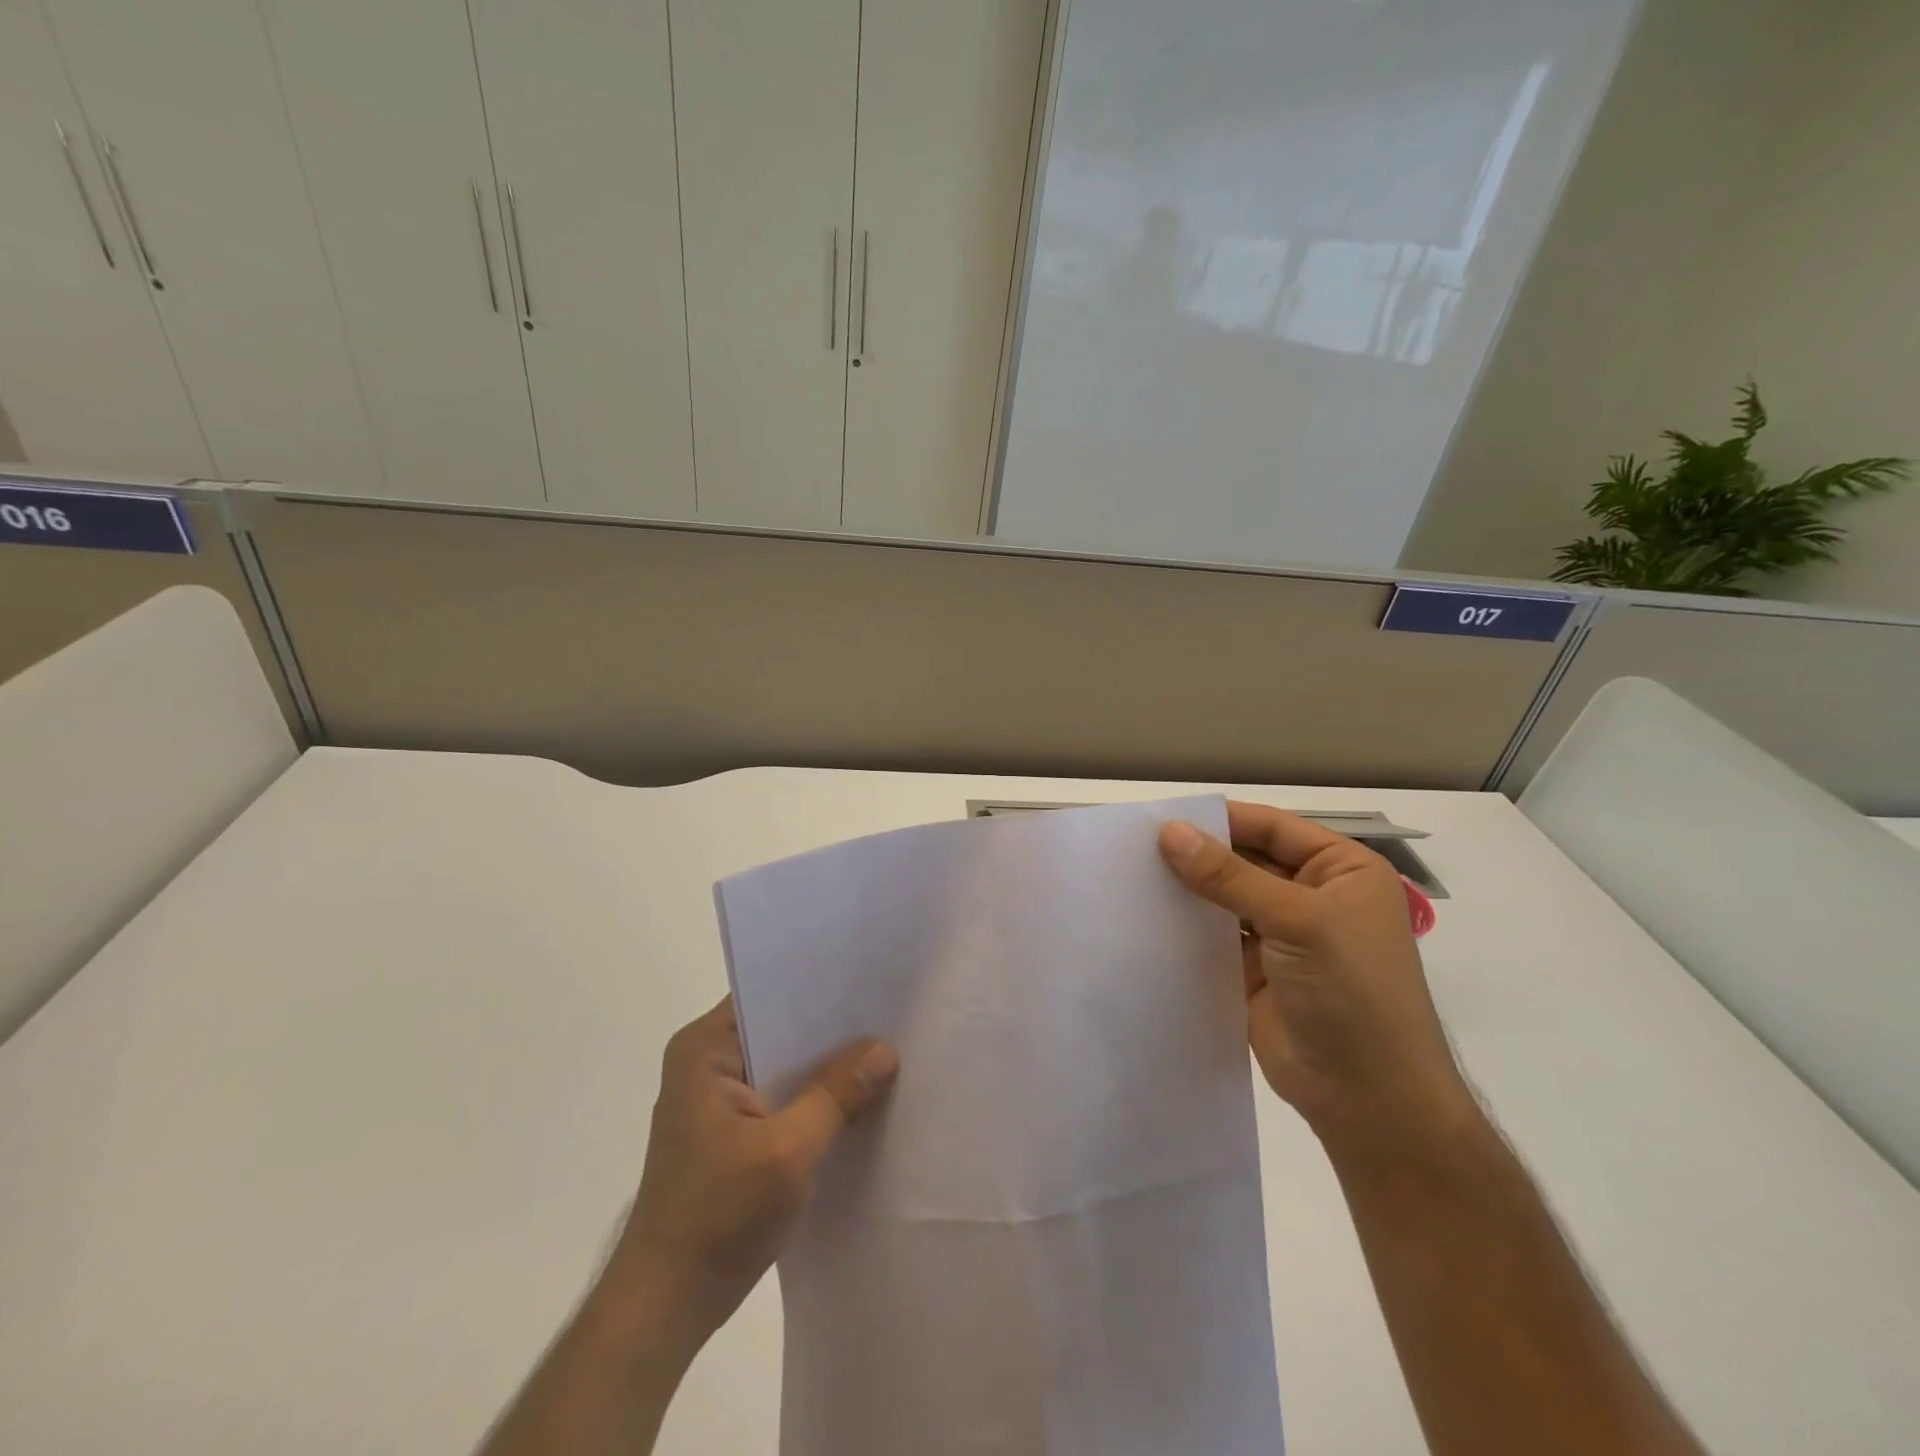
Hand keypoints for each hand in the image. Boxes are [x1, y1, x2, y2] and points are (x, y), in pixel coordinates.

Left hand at [601, 998, 899, 1345]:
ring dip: (825, 1066)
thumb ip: (838, 1094)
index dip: (817, 986)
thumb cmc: (716, 1217)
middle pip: (780, 1029)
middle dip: (831, 1028)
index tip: (869, 979)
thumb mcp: (788, 1151)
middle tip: (890, 1012)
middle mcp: (707, 1063)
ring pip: (785, 1065)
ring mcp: (717, 1100)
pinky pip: (782, 1097)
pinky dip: (814, 1098)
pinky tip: (858, 1099)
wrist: (664, 1309)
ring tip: (885, 1047)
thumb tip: (886, 1049)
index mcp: (704, 1049)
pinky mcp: (731, 1132)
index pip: (767, 994)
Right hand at [1158, 802, 1473, 1149]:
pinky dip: (1185, 925)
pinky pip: (1213, 935)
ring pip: (1225, 898)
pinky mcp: (1253, 970)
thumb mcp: (1297, 921)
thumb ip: (1229, 876)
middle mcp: (1312, 895)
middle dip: (1198, 854)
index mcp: (1340, 870)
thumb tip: (1169, 832)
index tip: (1162, 816)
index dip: (1221, 820)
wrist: (1368, 1098)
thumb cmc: (1351, 991)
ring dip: (1188, 889)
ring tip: (1131, 874)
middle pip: (1245, 860)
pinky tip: (1146, 914)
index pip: (1272, 828)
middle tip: (1135, 845)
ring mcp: (1282, 935)